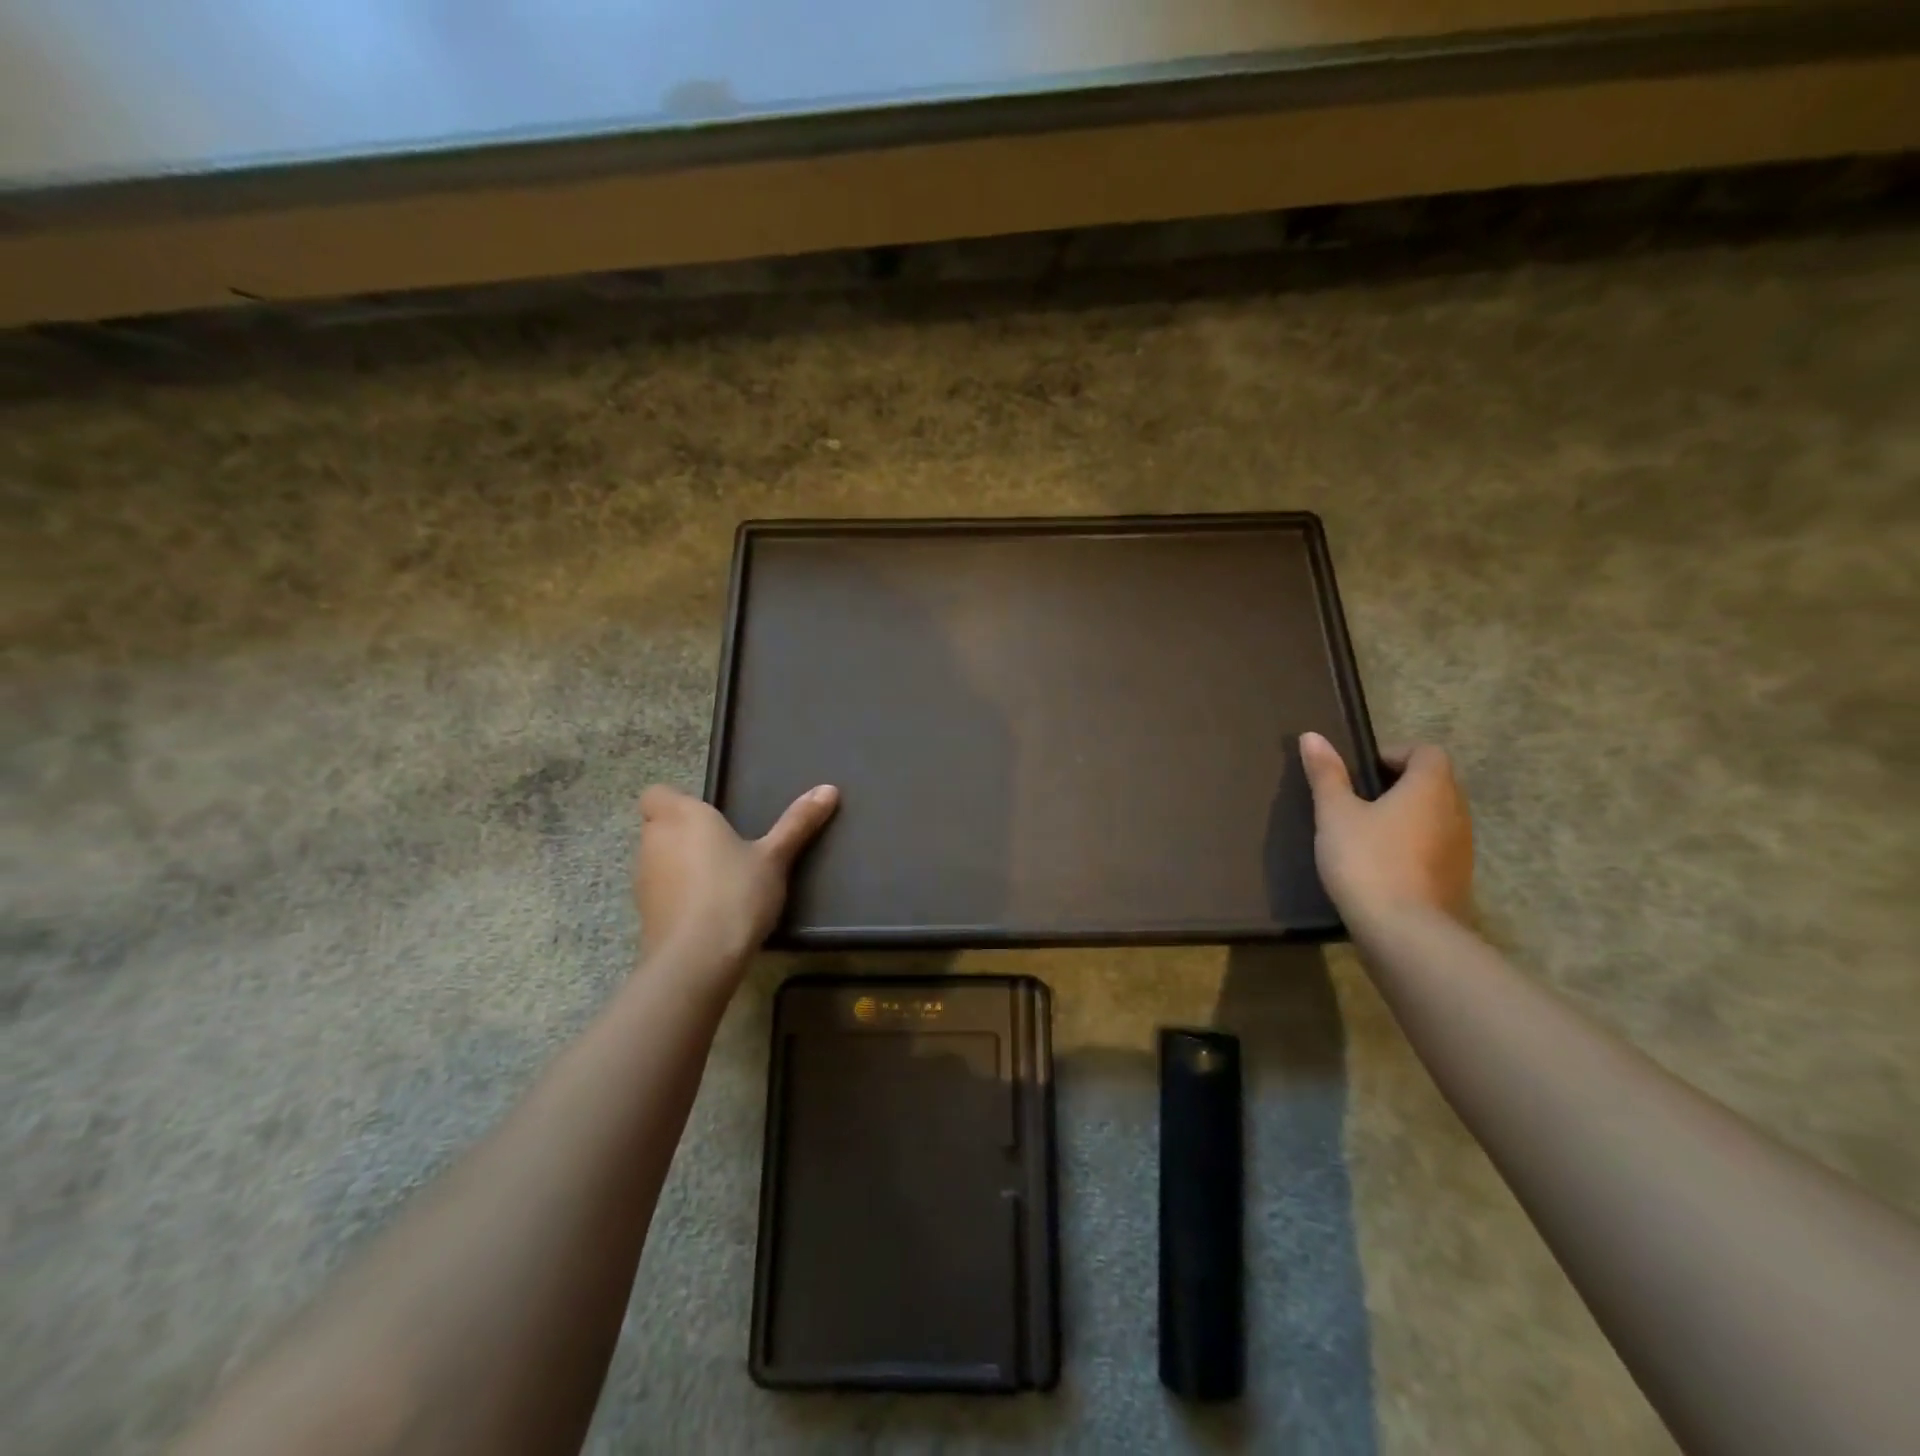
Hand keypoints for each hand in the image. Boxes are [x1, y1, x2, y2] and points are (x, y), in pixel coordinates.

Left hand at [633, 784, 838, 970]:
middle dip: (683, 832)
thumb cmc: (736, 893)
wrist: (697, 960)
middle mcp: (655, 841)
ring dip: (679, 864)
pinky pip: (661, 891)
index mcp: (683, 816)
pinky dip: (677, 895)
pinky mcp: (645, 913)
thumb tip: (828, 789)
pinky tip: (708, 910)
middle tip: (724, 845)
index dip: (676, 801)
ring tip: (720, 880)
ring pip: (658, 859)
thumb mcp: (775, 857)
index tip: (709, 816)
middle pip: (658, 825)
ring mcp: (644, 879)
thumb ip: (798, 822)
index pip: (657, 794)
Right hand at [1299, 733, 1472, 924]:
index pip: (1426, 752)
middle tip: (1357, 800)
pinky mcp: (1457, 881)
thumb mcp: (1335, 814)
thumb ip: (1326, 775)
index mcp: (1430, 788)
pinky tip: (1380, 866)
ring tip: (1366, 834)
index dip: (1395, 754)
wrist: (1406, 934)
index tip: (1361, 772)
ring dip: (1406, 817)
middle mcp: (1455, 812)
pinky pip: (1436, 848)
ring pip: (1435, 817)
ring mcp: (1462, 850)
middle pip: (1434, 783)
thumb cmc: (1367, 861)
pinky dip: (1413, 847)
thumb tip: (1312, 736)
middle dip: (1399, 785)